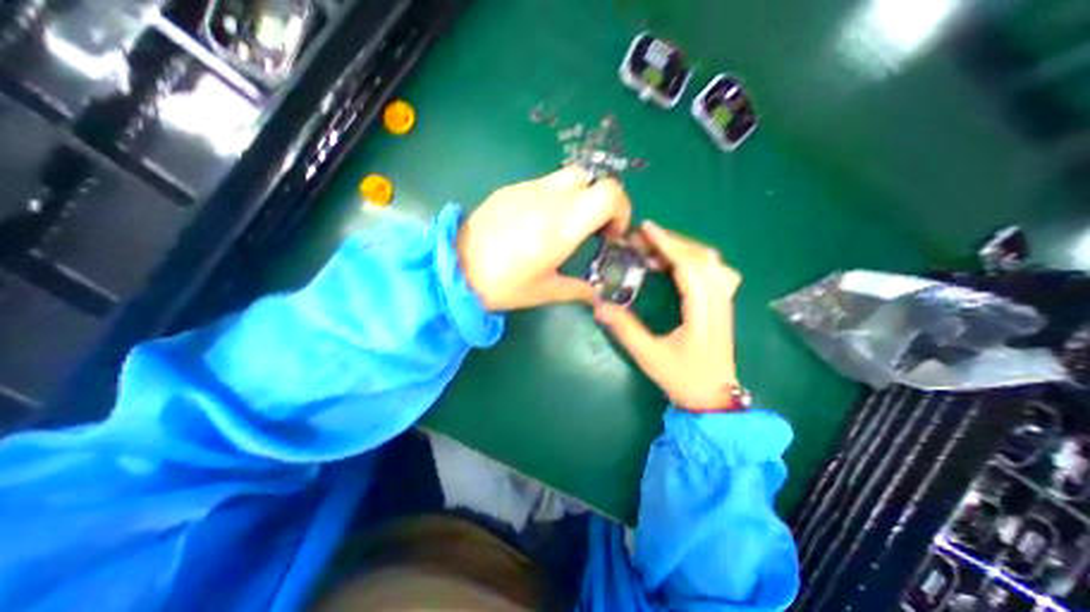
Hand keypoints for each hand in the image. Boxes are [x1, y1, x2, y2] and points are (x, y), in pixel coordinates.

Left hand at [457, 167, 630, 309]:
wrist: (455, 270)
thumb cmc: (504, 285)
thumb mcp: (545, 292)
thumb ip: (578, 290)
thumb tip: (597, 296)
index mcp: (563, 225)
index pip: (610, 193)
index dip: (621, 210)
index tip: (611, 235)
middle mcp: (549, 199)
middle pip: (591, 180)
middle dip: (600, 203)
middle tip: (591, 230)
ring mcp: (527, 189)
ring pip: (567, 178)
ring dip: (577, 198)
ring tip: (563, 227)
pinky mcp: (509, 190)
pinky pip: (542, 184)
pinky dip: (553, 199)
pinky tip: (535, 224)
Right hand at [594, 219, 739, 409]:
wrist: (714, 399)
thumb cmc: (683, 379)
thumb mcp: (649, 355)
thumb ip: (624, 329)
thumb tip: (599, 305)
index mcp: (703, 311)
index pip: (689, 266)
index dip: (667, 244)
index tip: (646, 228)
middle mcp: (719, 300)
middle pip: (701, 258)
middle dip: (671, 242)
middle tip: (643, 239)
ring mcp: (725, 302)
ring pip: (711, 262)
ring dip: (684, 249)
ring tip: (658, 250)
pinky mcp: (723, 305)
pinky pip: (715, 271)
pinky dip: (696, 260)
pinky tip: (680, 265)